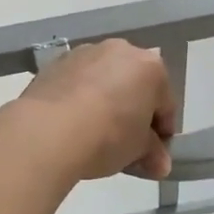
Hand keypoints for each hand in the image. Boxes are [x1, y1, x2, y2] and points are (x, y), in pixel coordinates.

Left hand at [8, 40, 177, 181]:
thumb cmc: (108, 136)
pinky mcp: (56, 62)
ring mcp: (85, 52)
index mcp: (150, 67)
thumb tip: (160, 164)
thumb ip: (153, 153)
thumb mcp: (138, 151)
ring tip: (94, 133)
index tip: (153, 154)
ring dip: (105, 101)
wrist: (48, 130)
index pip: (165, 104)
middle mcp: (120, 50)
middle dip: (133, 112)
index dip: (162, 133)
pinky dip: (79, 97)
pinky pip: (77, 82)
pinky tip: (72, 123)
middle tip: (126, 144)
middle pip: (134, 85)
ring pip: (104, 79)